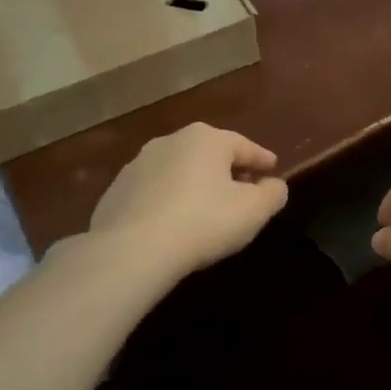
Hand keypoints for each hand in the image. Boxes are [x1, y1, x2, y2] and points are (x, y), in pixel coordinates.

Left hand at [89, 123, 288, 273]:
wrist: (131, 250)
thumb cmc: (203, 222)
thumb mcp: (253, 211)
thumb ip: (272, 194)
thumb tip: (274, 185)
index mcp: (206, 139)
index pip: (244, 145)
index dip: (262, 159)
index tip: (273, 168)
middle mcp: (170, 141)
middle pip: (209, 154)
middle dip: (227, 169)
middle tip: (242, 188)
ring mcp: (137, 164)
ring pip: (178, 170)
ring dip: (195, 184)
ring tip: (206, 207)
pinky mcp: (115, 191)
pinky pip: (153, 192)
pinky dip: (168, 200)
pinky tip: (173, 223)